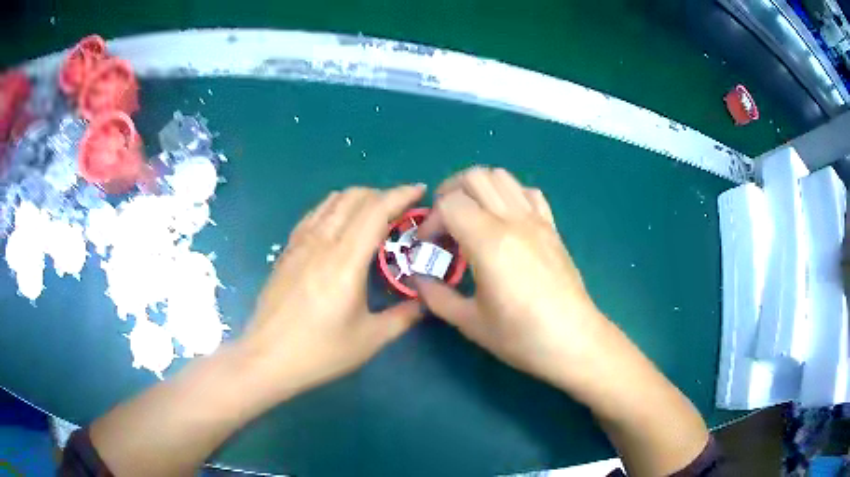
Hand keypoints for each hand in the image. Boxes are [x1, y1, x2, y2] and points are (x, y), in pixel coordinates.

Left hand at [241, 185, 426, 399]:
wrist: (267, 358)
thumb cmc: (320, 352)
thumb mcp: (370, 339)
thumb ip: (403, 316)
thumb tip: (425, 302)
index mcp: (345, 262)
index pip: (375, 211)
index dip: (400, 194)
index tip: (419, 191)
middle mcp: (321, 243)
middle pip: (354, 197)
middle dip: (382, 194)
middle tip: (401, 211)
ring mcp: (300, 244)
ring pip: (331, 201)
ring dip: (358, 198)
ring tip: (374, 215)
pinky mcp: (287, 251)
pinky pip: (314, 215)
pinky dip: (334, 208)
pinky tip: (340, 225)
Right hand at [414, 167, 607, 387]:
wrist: (573, 341)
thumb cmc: (521, 336)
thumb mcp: (470, 322)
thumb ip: (436, 296)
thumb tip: (419, 278)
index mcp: (489, 242)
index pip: (450, 203)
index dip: (430, 220)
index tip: (428, 247)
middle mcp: (513, 220)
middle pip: (474, 177)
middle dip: (449, 192)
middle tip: (443, 223)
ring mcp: (536, 220)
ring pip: (502, 176)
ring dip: (478, 188)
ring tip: (470, 217)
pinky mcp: (552, 227)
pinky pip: (528, 192)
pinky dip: (509, 195)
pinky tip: (504, 220)